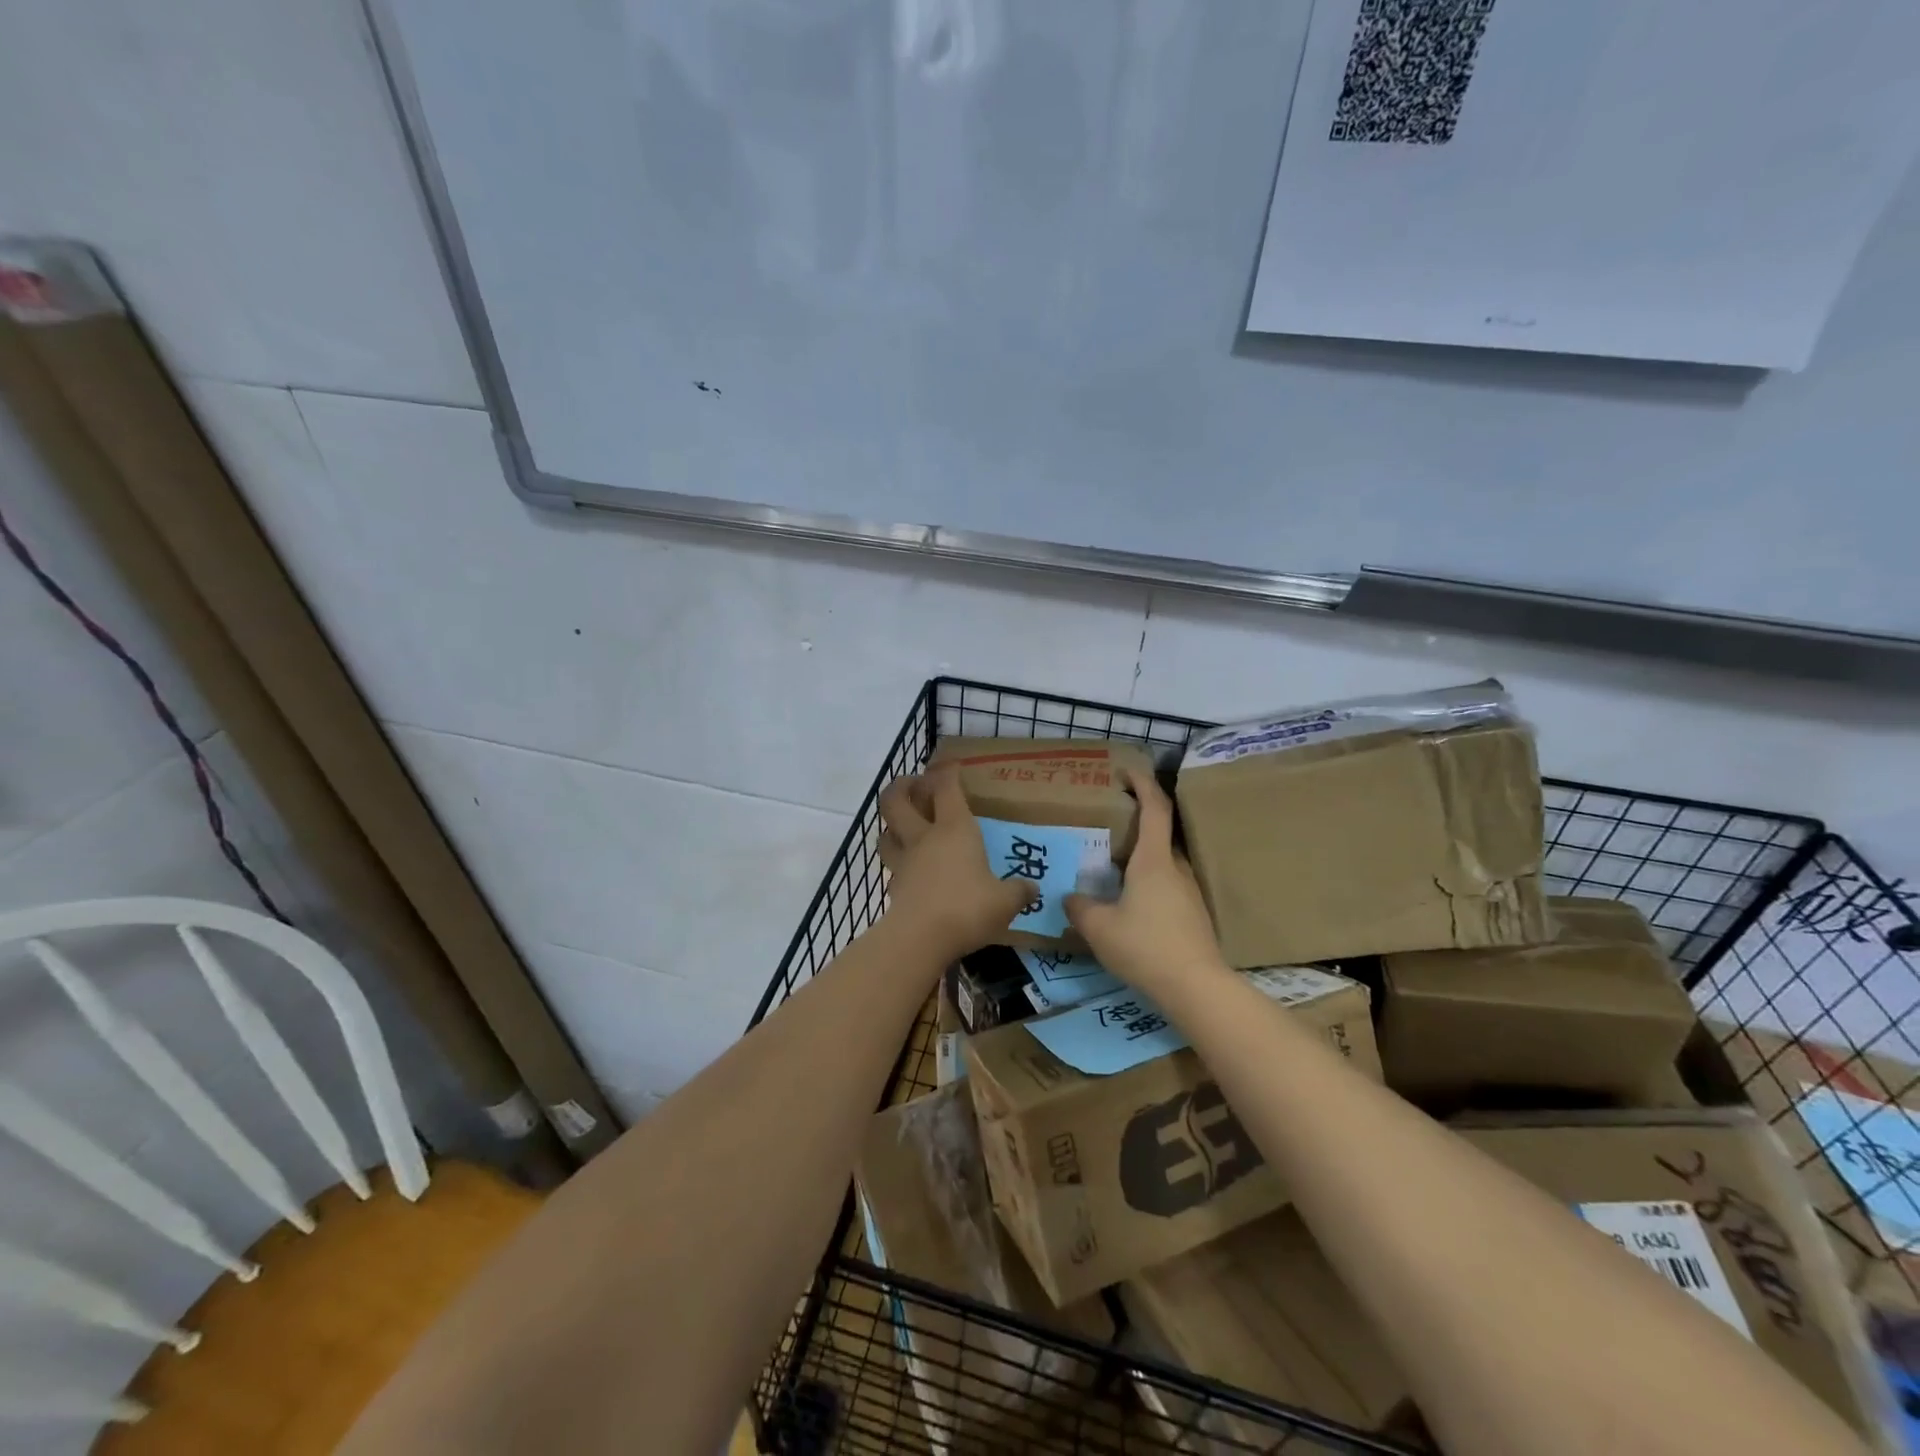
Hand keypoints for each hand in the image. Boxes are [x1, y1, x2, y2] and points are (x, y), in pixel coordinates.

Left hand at [879, 768, 1037, 959]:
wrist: (920, 939)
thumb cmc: (967, 908)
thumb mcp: (1005, 901)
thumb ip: (1018, 892)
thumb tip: (1031, 888)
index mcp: (954, 829)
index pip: (946, 788)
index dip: (947, 772)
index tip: (951, 766)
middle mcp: (924, 838)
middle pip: (896, 801)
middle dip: (902, 787)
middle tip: (913, 784)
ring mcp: (904, 862)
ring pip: (886, 832)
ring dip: (891, 824)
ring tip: (902, 824)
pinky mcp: (894, 888)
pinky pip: (892, 866)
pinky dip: (898, 861)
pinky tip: (909, 869)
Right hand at [1064, 766, 1226, 992]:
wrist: (1195, 987)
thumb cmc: (1145, 946)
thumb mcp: (1099, 928)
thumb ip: (1080, 908)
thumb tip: (1069, 898)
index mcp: (1154, 860)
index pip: (1154, 808)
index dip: (1143, 783)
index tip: (1128, 770)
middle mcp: (1175, 868)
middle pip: (1159, 834)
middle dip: (1136, 824)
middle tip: (1107, 826)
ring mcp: (1188, 892)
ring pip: (1163, 863)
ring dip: (1141, 857)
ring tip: (1113, 867)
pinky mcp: (1193, 915)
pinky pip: (1167, 886)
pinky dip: (1148, 882)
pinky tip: (1130, 903)